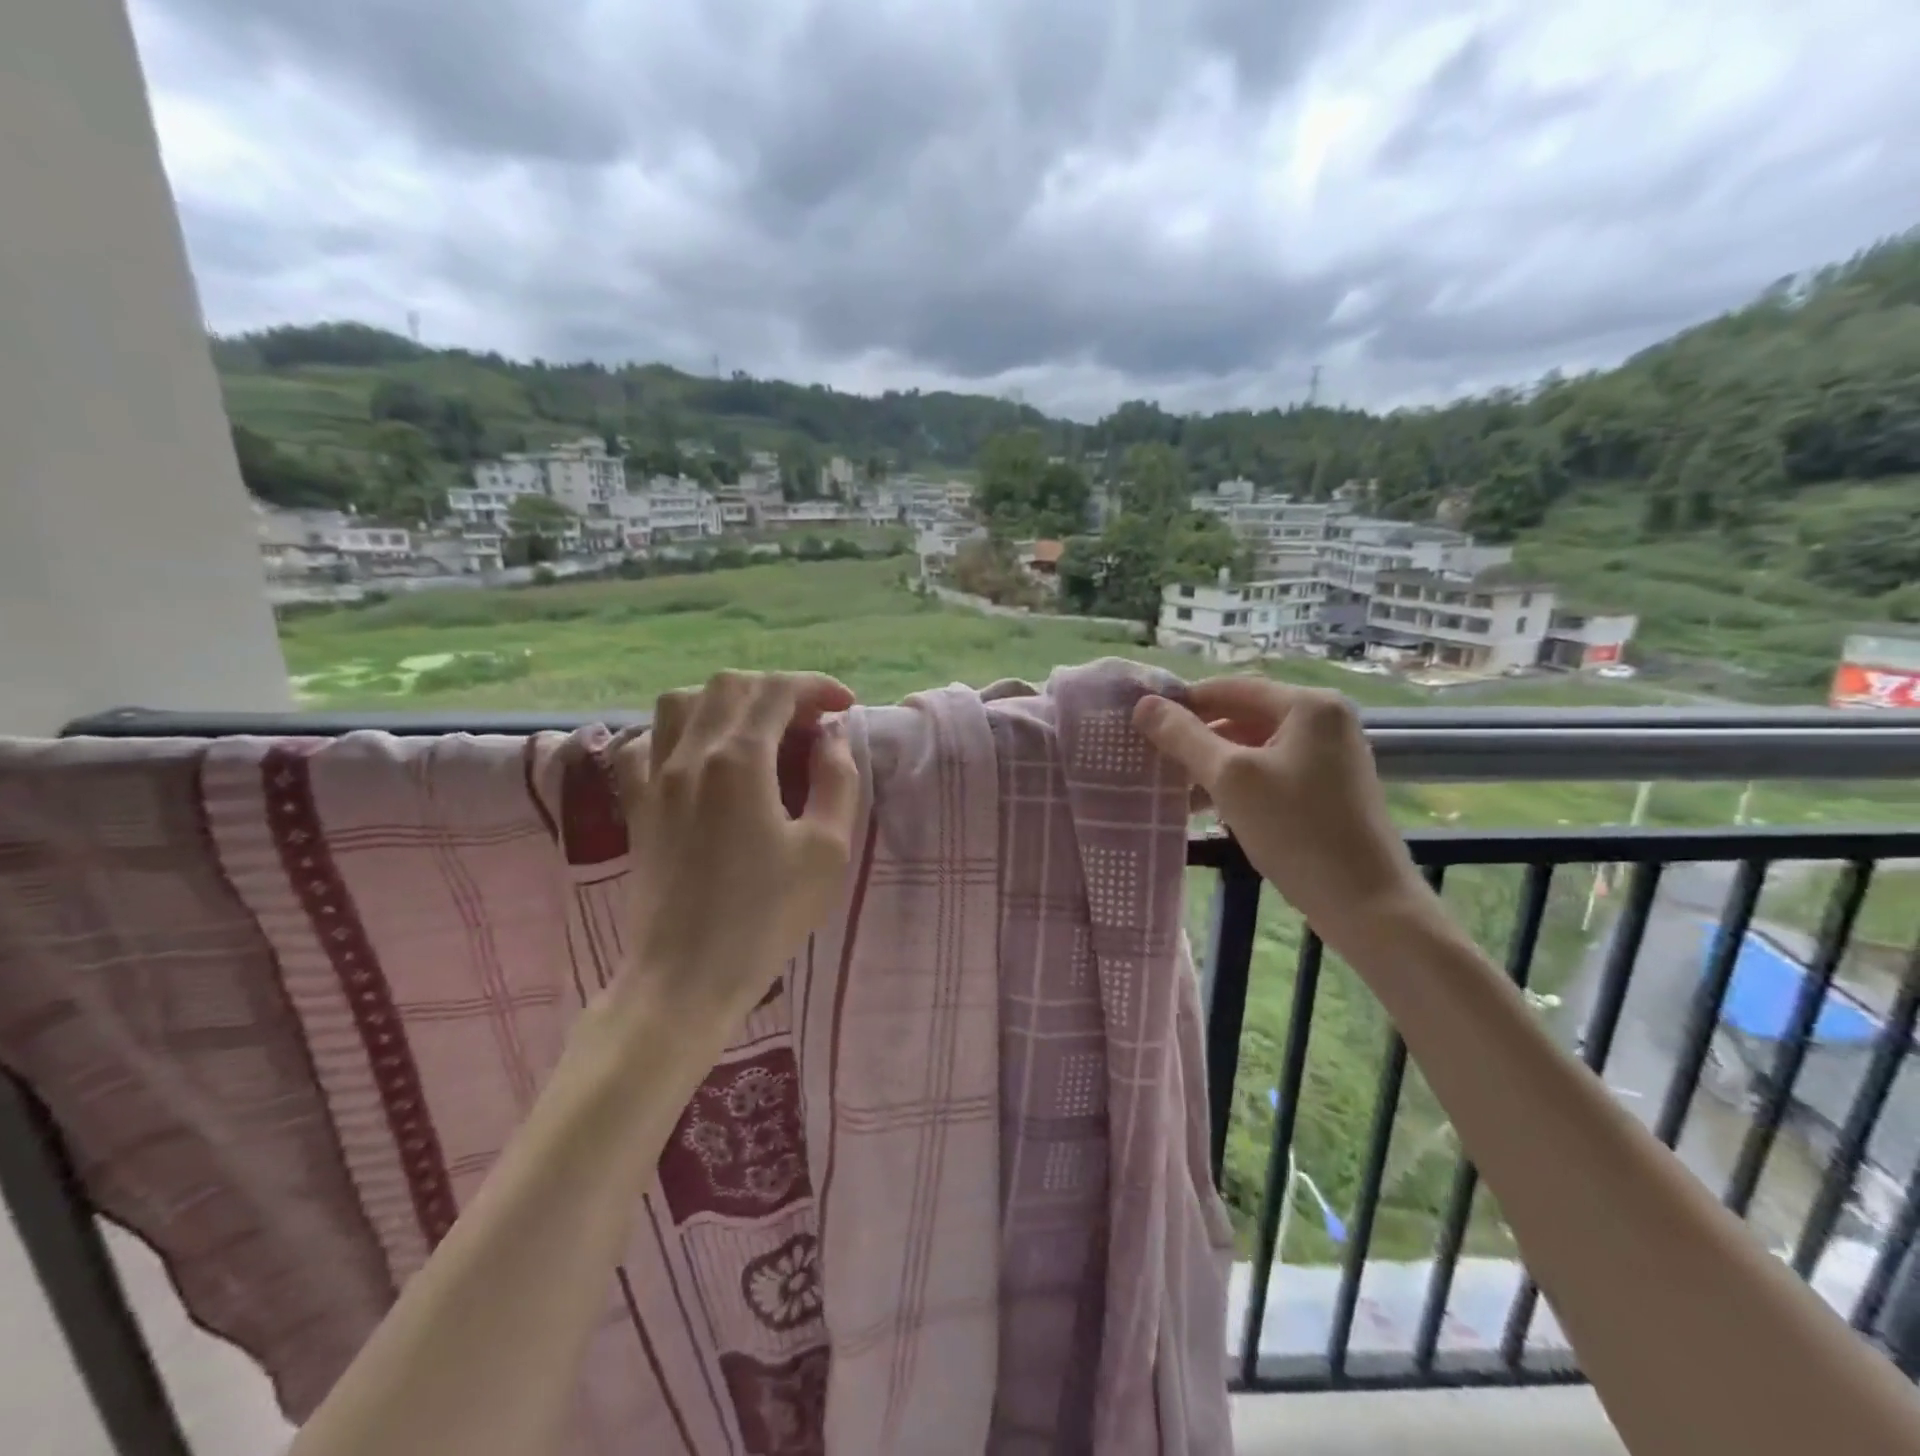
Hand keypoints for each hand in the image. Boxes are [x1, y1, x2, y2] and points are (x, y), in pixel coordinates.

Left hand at [612, 671, 859, 1029]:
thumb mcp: (826, 850)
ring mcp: (655, 778)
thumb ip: (836, 780)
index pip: (777, 691)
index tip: (845, 706)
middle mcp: (690, 755)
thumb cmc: (766, 917)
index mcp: (739, 761)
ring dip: (726, 701)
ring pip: (680, 702)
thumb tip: (830, 736)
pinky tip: (700, 757)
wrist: (686, 977)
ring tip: (757, 730)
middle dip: (776, 690)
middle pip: (729, 686)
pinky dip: (678, 732)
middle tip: (809, 722)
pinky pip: (645, 742)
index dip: (816, 687)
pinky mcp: (637, 805)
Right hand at [1133, 676, 1430, 950]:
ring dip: (1212, 764)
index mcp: (1308, 706)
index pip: (1230, 688)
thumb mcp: (1230, 779)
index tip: (1142, 723)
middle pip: (1243, 715)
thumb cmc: (1297, 831)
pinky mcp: (1328, 788)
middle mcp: (1324, 720)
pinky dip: (1237, 783)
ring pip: (1254, 746)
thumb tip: (1144, 705)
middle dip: (1197, 737)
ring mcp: (1330, 756)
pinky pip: (1271, 771)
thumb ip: (1184, 737)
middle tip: (1153, 757)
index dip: (1183, 703)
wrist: (1367, 904)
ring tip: (1172, 788)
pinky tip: (1206, 807)